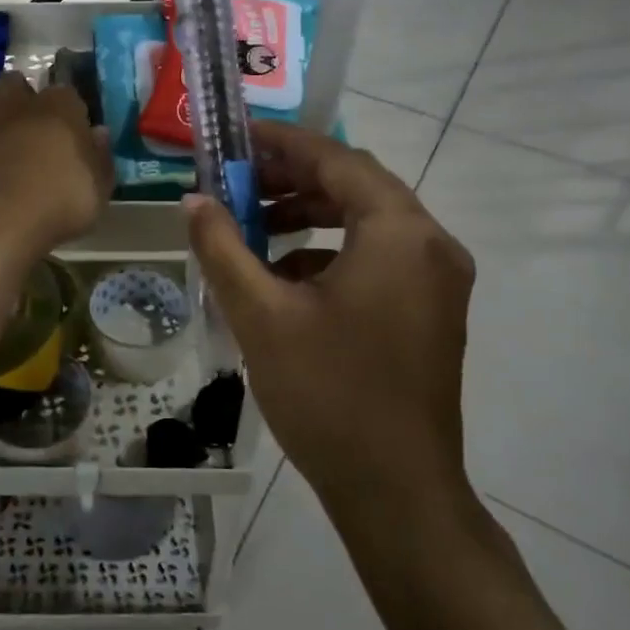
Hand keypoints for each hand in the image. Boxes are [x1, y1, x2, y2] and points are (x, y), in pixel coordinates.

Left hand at [0, 71, 112, 260]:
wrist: (1, 222)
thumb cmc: (61, 202)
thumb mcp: (99, 187)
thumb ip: (100, 157)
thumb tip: (98, 134)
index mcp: (60, 108)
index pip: (66, 91)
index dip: (69, 107)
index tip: (74, 127)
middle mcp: (20, 106)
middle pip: (15, 80)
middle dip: (21, 92)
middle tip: (31, 118)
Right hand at [183, 119, 474, 509]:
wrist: (396, 493)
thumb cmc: (328, 395)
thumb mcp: (261, 314)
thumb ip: (223, 247)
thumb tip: (192, 200)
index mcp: (400, 234)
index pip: (338, 160)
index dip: (283, 142)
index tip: (236, 136)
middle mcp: (431, 245)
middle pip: (356, 186)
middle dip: (293, 178)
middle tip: (236, 179)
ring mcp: (437, 280)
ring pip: (367, 222)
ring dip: (310, 214)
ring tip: (254, 222)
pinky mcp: (430, 310)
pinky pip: (377, 256)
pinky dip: (330, 251)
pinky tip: (284, 275)